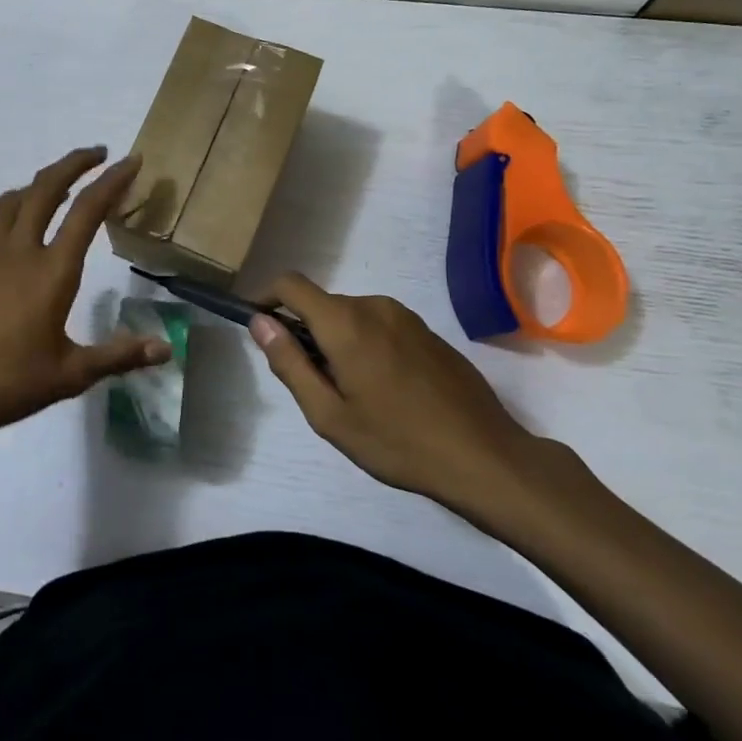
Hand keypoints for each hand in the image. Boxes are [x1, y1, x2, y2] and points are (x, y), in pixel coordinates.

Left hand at [0, 147, 169, 443]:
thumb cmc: (6, 383)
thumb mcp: (70, 374)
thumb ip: (118, 356)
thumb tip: (165, 349)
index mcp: (50, 271)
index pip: (87, 210)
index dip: (112, 180)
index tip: (130, 160)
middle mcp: (17, 249)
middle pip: (46, 187)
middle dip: (75, 163)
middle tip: (97, 153)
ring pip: (14, 199)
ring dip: (40, 184)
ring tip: (58, 187)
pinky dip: (12, 213)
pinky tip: (14, 234)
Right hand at [249, 273, 555, 530]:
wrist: (484, 456)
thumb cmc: (398, 441)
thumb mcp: (330, 414)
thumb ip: (289, 363)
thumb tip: (259, 323)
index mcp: (345, 322)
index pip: (290, 284)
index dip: (265, 298)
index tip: (257, 327)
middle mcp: (374, 305)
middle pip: (321, 303)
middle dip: (304, 331)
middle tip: (311, 383)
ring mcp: (405, 316)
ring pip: (351, 315)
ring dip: (337, 340)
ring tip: (351, 392)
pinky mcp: (427, 331)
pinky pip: (379, 325)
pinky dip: (365, 344)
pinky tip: (384, 389)